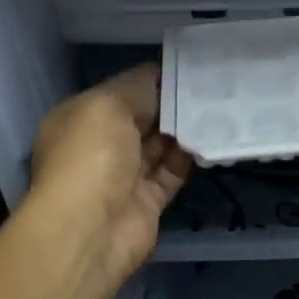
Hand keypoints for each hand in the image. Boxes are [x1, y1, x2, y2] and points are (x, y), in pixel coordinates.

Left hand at [26, 65, 192, 295]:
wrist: (90, 230)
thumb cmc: (91, 156)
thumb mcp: (108, 104)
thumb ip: (138, 88)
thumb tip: (162, 79)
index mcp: (81, 119)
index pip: (121, 92)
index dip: (151, 80)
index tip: (188, 68)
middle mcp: (99, 146)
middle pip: (142, 119)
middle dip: (171, 104)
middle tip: (211, 85)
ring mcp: (123, 176)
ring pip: (159, 146)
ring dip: (184, 130)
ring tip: (218, 107)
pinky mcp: (147, 202)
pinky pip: (172, 173)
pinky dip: (190, 158)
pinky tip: (212, 139)